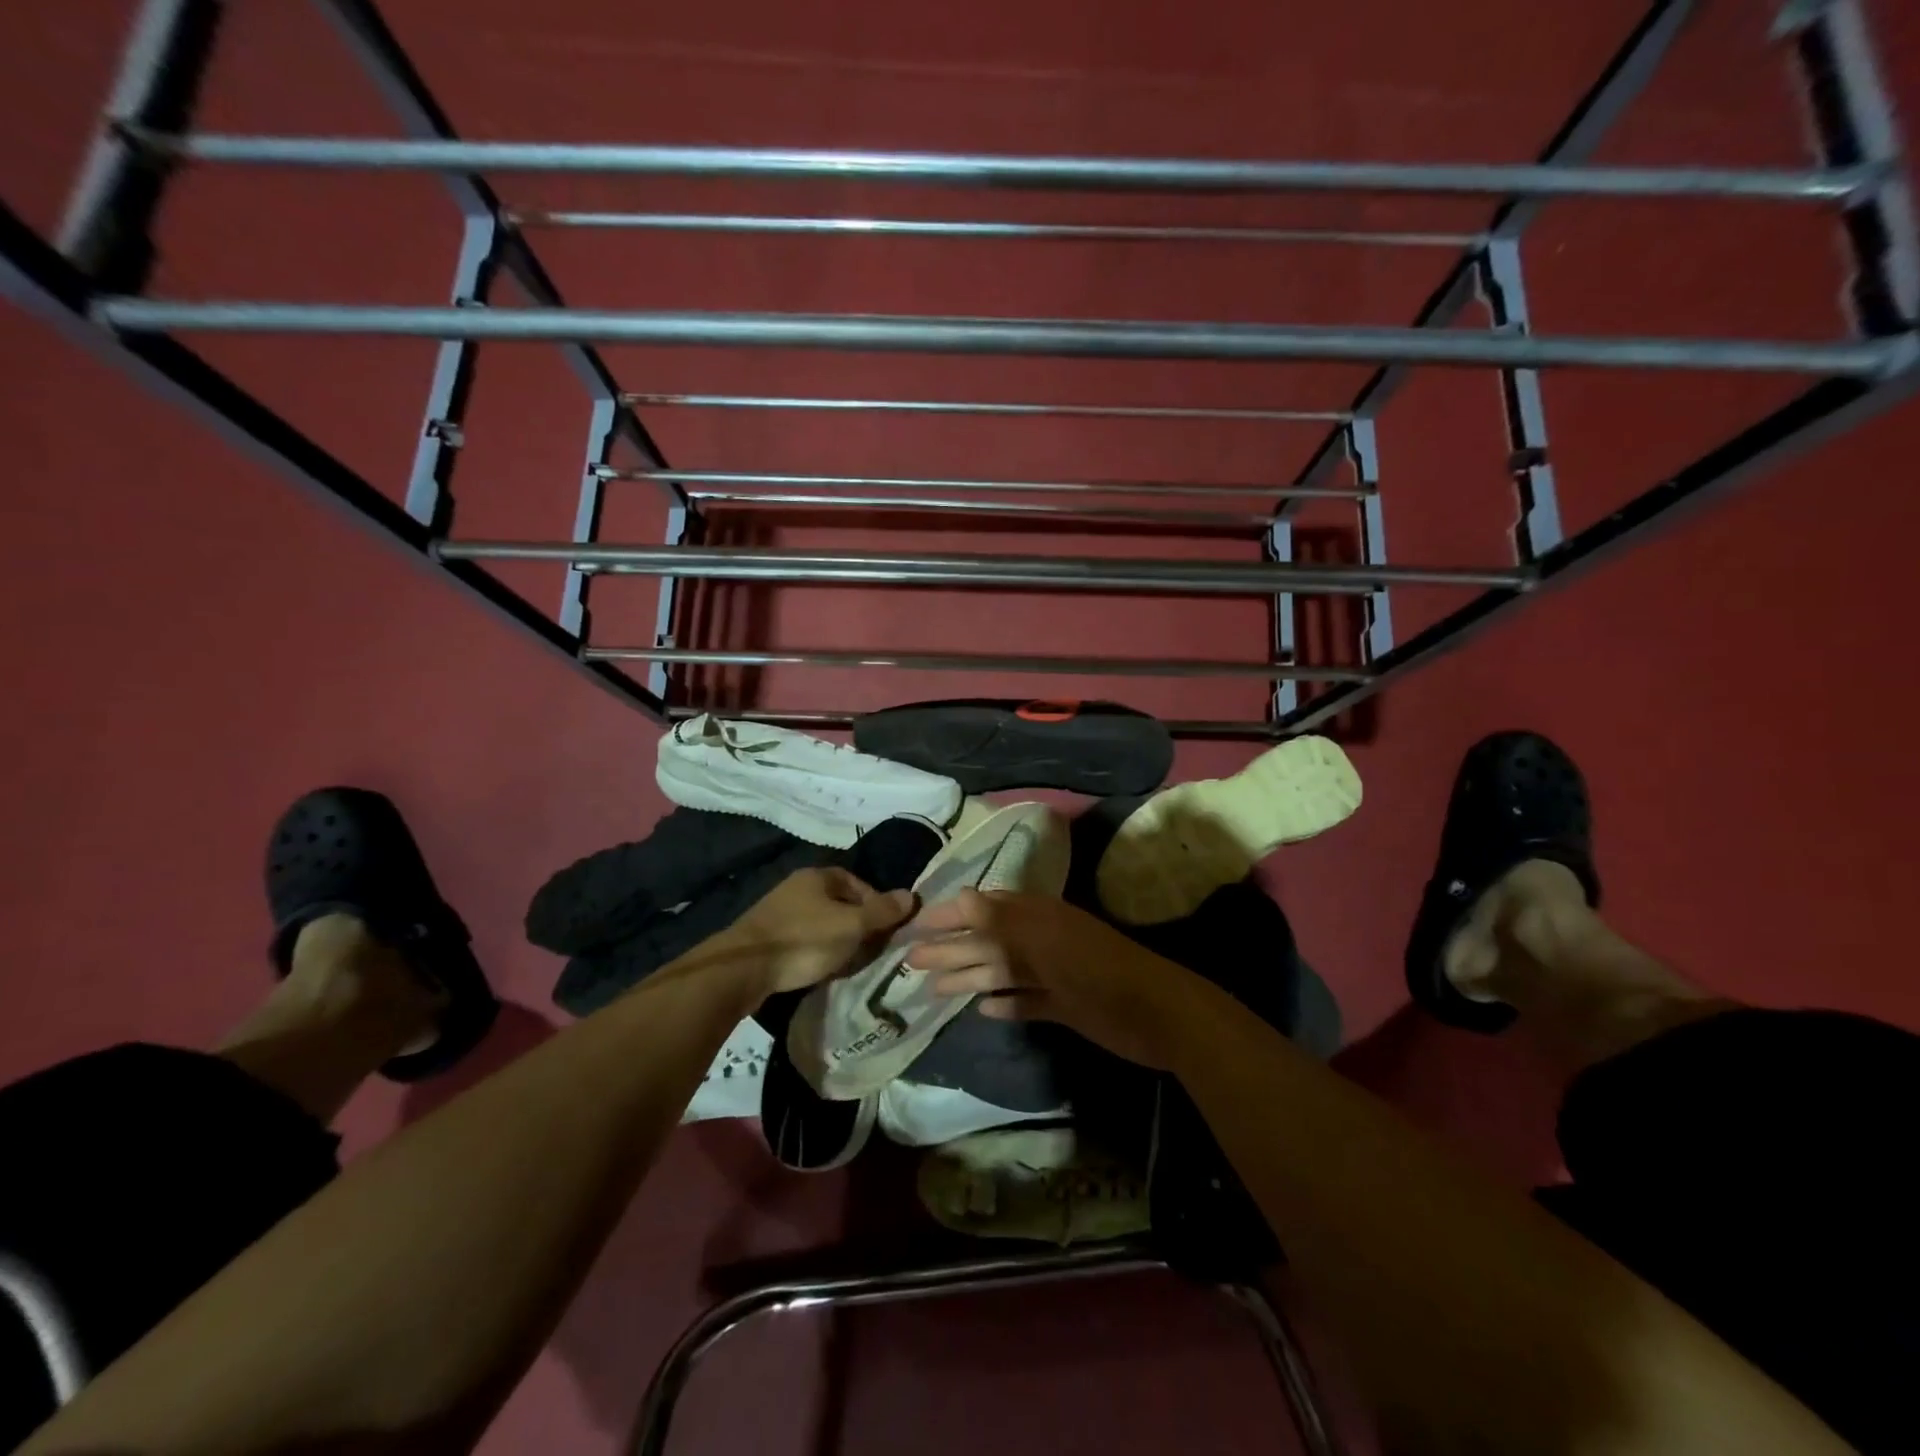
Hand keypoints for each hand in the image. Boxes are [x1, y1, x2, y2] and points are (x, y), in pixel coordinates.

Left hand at [719, 866, 916, 998]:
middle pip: (840, 903)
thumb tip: (911, 896)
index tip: (885, 929)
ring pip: (821, 923)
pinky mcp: (767, 937)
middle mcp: (798, 887)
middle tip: (870, 949)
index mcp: (818, 876)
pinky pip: (803, 939)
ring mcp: (779, 911)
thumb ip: (882, 912)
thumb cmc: (804, 940)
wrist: (743, 969)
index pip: (858, 883)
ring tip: (848, 963)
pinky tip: (820, 968)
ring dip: (837, 940)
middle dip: (857, 925)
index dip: (876, 904)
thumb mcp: (852, 925)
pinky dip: (816, 951)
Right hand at [902, 889, 1204, 1068]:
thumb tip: (960, 897)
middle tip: (911, 962)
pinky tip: (982, 1010)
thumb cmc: (1097, 971)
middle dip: (951, 949)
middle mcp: (1041, 941)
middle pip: (988, 942)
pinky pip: (1025, 1001)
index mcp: (1037, 918)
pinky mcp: (1064, 1005)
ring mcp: (1053, 974)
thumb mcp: (1046, 942)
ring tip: (934, 989)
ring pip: (1002, 972)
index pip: (984, 909)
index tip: (915, 924)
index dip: (950, 915)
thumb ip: (1002, 921)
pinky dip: (1004, 1004)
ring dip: (970, 977)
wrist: (1157, 1014)